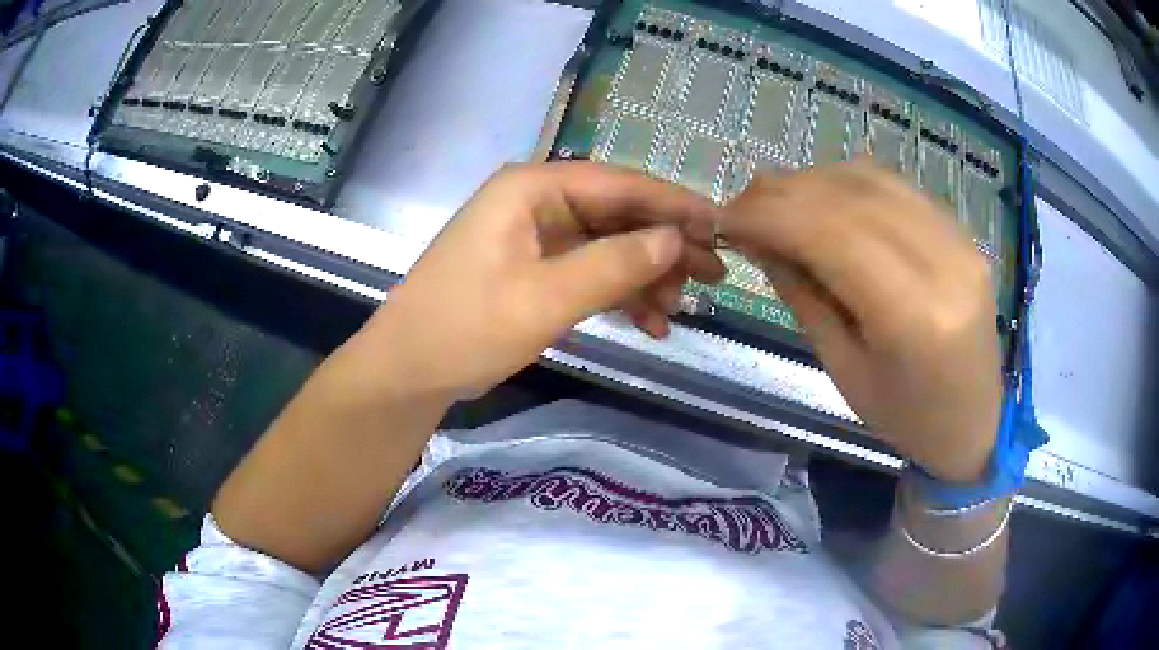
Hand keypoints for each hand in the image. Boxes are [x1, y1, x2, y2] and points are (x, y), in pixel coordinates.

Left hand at [361, 162, 725, 400]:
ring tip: (679, 311)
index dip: (673, 205)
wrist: (407, 372)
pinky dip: (617, 295)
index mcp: (531, 189)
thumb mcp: (545, 299)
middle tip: (714, 276)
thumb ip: (614, 265)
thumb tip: (675, 239)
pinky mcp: (531, 270)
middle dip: (664, 247)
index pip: (619, 184)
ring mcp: (533, 237)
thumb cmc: (466, 329)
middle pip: (616, 215)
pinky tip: (648, 323)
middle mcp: (535, 203)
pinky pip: (586, 273)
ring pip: (606, 247)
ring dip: (644, 277)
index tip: (721, 226)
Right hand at [722, 162, 1002, 482]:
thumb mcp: (843, 371)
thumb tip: (758, 238)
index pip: (832, 234)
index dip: (770, 215)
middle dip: (784, 193)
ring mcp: (959, 240)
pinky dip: (848, 184)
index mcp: (915, 318)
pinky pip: (895, 187)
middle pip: (851, 197)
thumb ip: (803, 295)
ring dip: (813, 182)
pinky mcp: (962, 231)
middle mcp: (944, 263)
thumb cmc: (906, 417)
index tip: (724, 218)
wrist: (976, 420)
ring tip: (777, 203)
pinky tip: (824, 201)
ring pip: (871, 180)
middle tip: (741, 206)